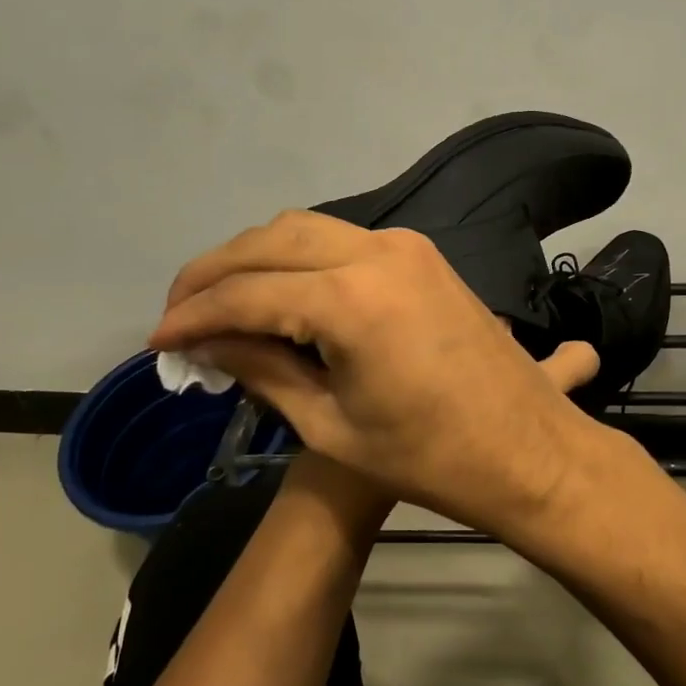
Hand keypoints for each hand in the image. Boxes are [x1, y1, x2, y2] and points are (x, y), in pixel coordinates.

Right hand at [151, 211, 599, 533]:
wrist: (527, 447)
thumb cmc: (428, 456)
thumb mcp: (330, 423)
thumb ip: (262, 369)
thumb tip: (206, 342)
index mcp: (350, 298)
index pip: (248, 292)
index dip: (194, 315)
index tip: (158, 340)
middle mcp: (377, 251)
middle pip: (272, 240)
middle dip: (216, 271)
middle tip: (180, 314)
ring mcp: (406, 246)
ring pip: (307, 229)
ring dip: (258, 258)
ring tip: (221, 304)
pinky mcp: (422, 254)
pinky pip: (342, 240)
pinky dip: (300, 258)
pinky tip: (280, 293)